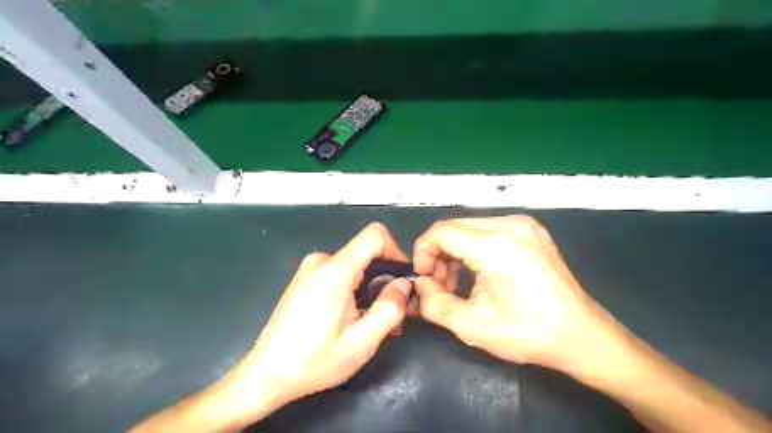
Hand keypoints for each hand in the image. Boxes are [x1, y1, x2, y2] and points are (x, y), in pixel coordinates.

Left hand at [220, 225, 411, 420]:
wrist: (266, 375)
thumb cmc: (315, 361)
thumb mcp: (362, 341)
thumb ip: (390, 308)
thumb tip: (404, 284)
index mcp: (335, 270)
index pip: (375, 235)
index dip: (396, 251)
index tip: (401, 280)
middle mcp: (321, 261)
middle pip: (367, 253)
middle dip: (385, 279)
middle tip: (393, 312)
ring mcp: (310, 269)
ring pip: (355, 266)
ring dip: (370, 288)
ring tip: (372, 321)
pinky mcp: (306, 279)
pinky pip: (340, 273)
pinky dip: (354, 289)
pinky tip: (353, 317)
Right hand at [412, 215, 629, 378]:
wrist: (582, 335)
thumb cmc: (528, 333)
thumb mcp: (472, 326)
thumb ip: (434, 304)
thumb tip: (420, 285)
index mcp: (496, 245)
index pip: (441, 232)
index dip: (423, 252)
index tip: (424, 278)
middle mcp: (510, 225)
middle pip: (454, 228)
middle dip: (438, 254)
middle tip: (439, 286)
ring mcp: (524, 225)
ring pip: (470, 228)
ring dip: (455, 252)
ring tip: (456, 283)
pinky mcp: (531, 231)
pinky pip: (488, 231)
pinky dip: (473, 249)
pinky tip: (477, 274)